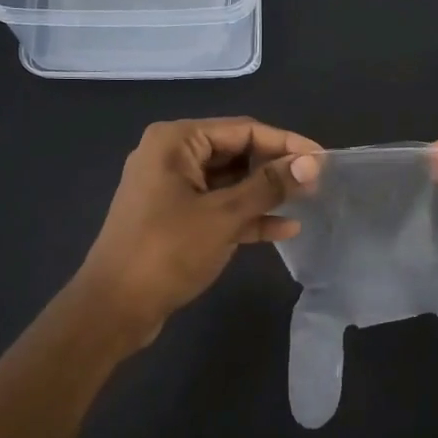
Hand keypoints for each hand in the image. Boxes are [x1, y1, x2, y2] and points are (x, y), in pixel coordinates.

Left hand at [73, 118, 320, 347]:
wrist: (114, 308)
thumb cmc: (166, 252)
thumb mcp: (224, 216)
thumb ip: (269, 186)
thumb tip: (312, 163)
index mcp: (176, 141)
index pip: (244, 129)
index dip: (286, 143)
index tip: (324, 159)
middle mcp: (171, 156)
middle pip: (236, 152)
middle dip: (275, 168)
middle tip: (317, 183)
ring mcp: (171, 188)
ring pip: (229, 182)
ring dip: (265, 193)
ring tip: (307, 202)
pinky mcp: (174, 218)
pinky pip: (218, 207)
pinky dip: (247, 216)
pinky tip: (284, 229)